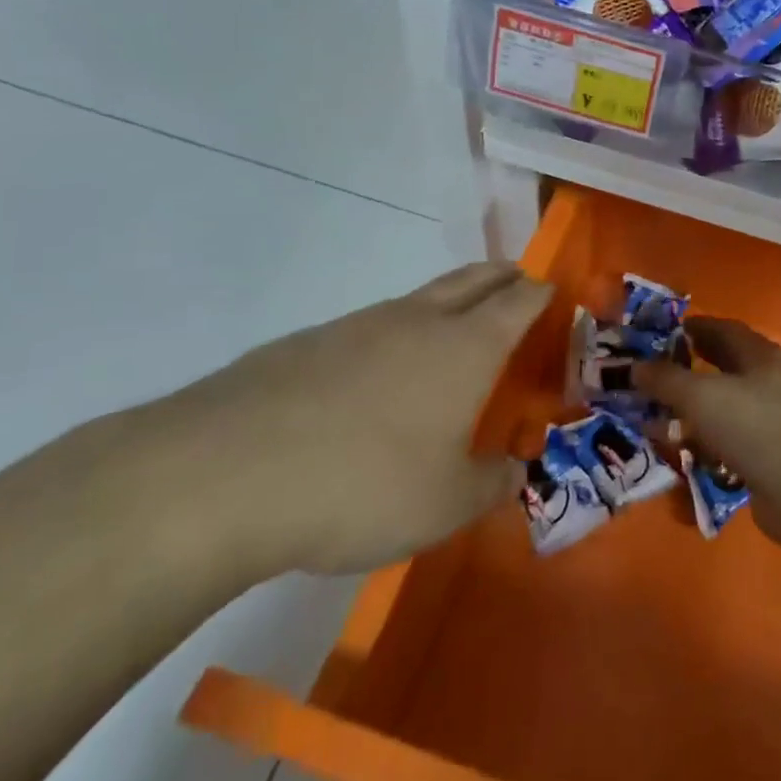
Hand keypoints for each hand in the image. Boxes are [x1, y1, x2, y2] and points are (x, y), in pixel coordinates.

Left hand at [147, 262, 551, 577]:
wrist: (225, 474)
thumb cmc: (364, 485)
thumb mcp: (445, 505)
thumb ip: (490, 485)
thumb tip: (513, 473)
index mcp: (466, 347)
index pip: (520, 300)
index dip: (542, 293)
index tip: (555, 293)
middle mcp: (419, 320)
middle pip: (474, 278)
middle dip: (503, 275)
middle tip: (519, 283)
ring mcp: (359, 325)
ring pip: (420, 298)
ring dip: (448, 303)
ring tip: (452, 336)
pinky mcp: (308, 342)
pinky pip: (371, 326)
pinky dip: (394, 336)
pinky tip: (376, 380)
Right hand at [634, 317, 780, 541]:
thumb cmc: (752, 425)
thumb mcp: (699, 395)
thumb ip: (665, 379)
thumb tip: (634, 367)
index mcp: (760, 354)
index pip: (723, 329)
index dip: (692, 328)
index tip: (659, 335)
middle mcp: (771, 381)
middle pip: (724, 367)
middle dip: (689, 369)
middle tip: (653, 376)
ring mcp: (774, 420)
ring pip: (725, 407)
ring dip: (694, 410)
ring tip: (659, 417)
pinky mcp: (771, 456)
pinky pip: (730, 442)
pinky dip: (706, 443)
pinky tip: (683, 452)